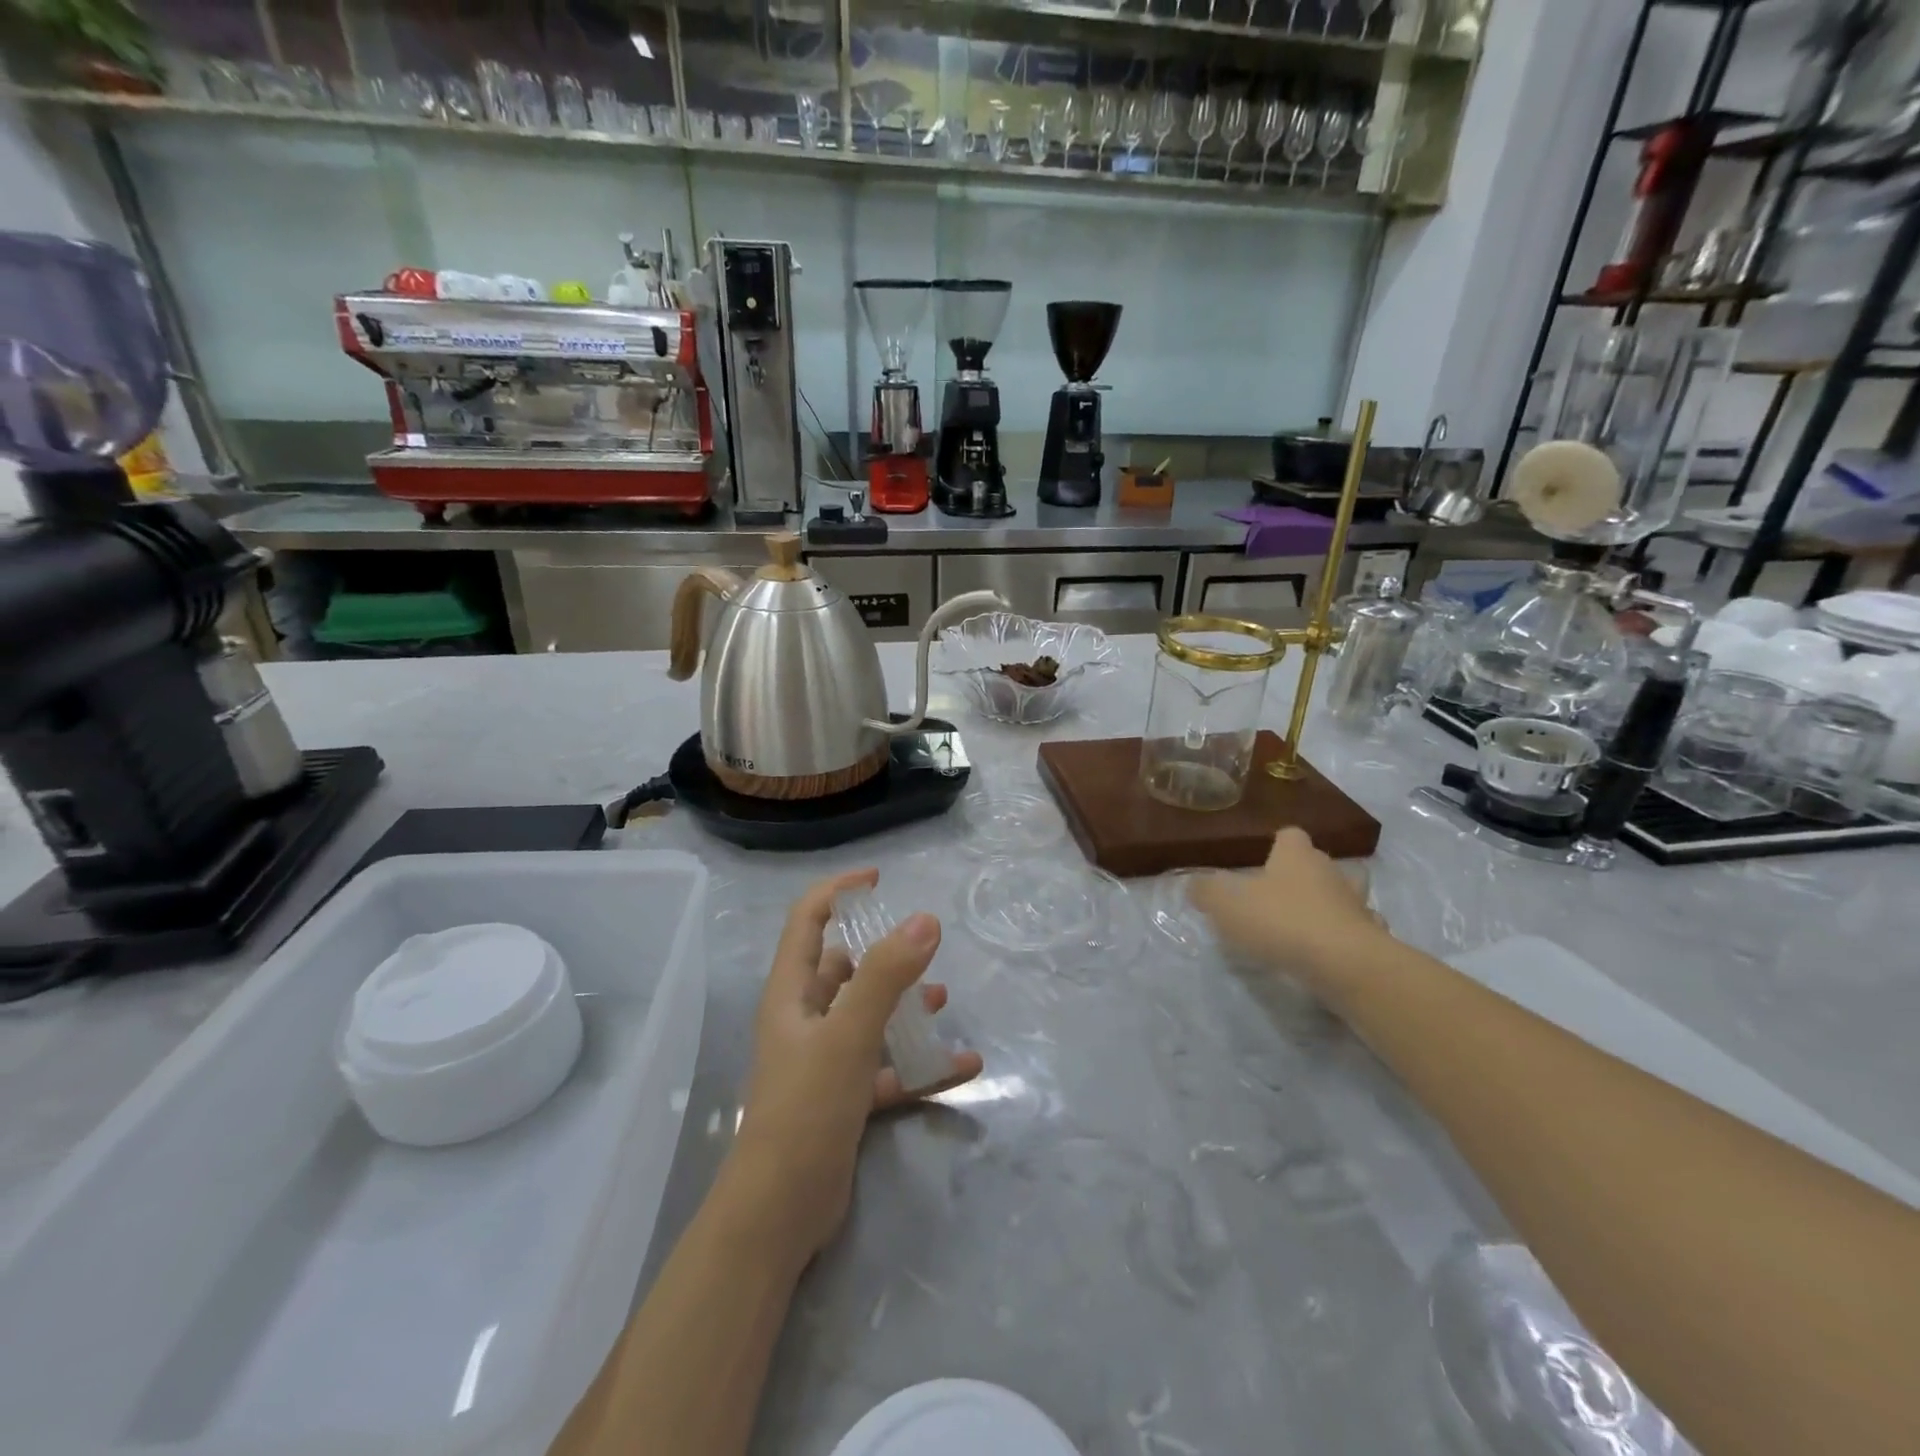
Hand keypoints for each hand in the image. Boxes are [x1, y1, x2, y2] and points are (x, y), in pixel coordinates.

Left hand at [727, 869, 983, 1265]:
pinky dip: (918, 1064)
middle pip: (841, 968)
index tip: (879, 879)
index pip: (808, 921)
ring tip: (941, 999)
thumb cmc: (806, 1110)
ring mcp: (823, 1061)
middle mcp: (804, 1020)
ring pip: (867, 1017)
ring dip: (903, 1006)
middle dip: (880, 954)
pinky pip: (887, 1069)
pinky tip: (962, 1066)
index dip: (838, 891)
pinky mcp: (843, 1099)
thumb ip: (887, 976)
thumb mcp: (849, 1035)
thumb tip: (925, 919)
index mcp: (791, 993)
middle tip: (921, 947)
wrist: (779, 1214)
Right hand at [1189, 828, 1388, 996]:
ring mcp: (1357, 906)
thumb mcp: (1226, 904)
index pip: (1290, 835)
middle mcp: (1331, 873)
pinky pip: (1360, 931)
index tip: (1264, 859)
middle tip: (1283, 893)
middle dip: (1305, 874)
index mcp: (1296, 856)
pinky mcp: (1373, 939)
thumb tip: (1194, 883)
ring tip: (1310, 922)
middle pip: (1321, 863)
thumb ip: (1206, 891)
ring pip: (1347, 896)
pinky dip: (1347, 937)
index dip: (1278, 844)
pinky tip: (1331, 952)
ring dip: (1332, 904)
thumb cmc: (1281, 921)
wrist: (1345, 964)